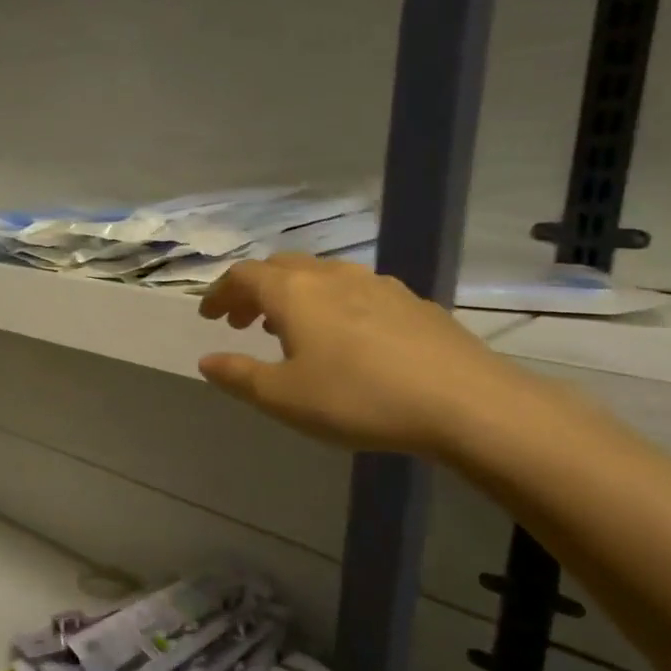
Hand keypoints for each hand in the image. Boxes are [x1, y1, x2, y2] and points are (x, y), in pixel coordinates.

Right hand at [197, 255, 539, 456]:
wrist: (464, 402)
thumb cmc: (357, 398)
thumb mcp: (283, 397)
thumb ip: (239, 376)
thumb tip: (207, 361)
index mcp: (293, 292)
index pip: (243, 276)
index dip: (219, 292)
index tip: (208, 316)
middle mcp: (331, 276)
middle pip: (280, 268)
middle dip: (253, 291)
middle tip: (241, 322)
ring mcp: (376, 284)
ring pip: (319, 276)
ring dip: (292, 296)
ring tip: (288, 330)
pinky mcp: (411, 301)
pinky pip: (355, 291)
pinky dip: (330, 305)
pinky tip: (345, 339)